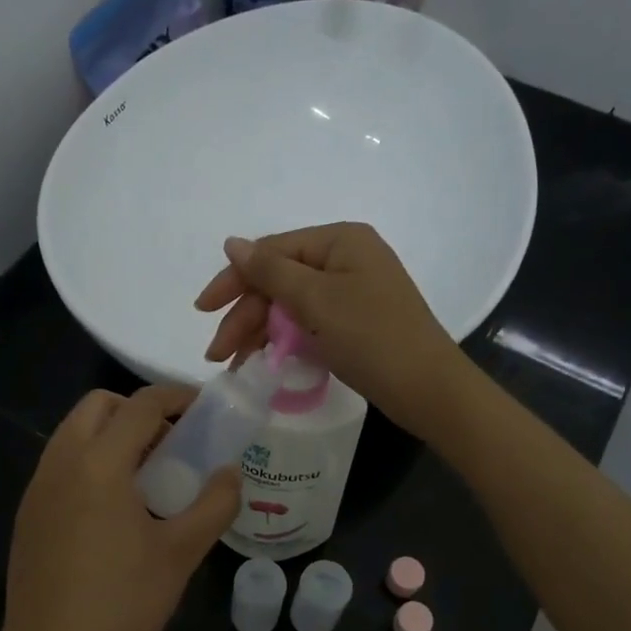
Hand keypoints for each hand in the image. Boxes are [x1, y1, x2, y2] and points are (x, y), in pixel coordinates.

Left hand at [0, 386, 239, 630]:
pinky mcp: (28, 515)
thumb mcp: (181, 554)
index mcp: (99, 464)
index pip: (140, 405)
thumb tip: (231, 473)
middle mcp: (61, 463)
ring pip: (73, 434)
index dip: (176, 396)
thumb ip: (214, 505)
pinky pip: (61, 465)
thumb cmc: (122, 606)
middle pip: (98, 406)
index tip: (204, 409)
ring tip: (148, 475)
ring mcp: (37, 489)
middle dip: (137, 410)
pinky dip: (90, 462)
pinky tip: (115, 509)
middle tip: (173, 442)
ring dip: (111, 435)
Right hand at [196, 222, 465, 437]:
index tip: (202, 310)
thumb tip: (232, 242)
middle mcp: (346, 259)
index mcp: (340, 241)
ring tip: (235, 365)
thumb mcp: (315, 300)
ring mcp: (352, 291)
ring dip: (259, 332)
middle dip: (245, 316)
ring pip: (290, 305)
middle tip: (217, 354)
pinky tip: (264, 361)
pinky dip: (285, 340)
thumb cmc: (372, 337)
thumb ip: (270, 271)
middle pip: (279, 280)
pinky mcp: (355, 321)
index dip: (233, 280)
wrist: (428, 389)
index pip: (272, 252)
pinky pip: (309, 322)